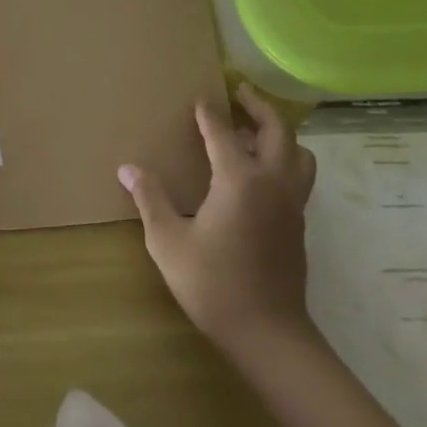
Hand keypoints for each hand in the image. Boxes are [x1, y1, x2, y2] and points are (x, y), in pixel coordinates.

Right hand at [119, 82, 317, 347]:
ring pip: (299, 154)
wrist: (267, 333)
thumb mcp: (168, 241)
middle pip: (277, 131)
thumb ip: (150, 199)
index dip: (209, 114)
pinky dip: (285, 159)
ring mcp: (292, 204)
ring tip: (255, 132)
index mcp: (239, 181)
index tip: (199, 99)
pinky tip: (260, 174)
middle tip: (240, 92)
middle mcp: (272, 183)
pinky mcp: (298, 224)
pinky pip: (299, 176)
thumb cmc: (213, 284)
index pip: (223, 133)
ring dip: (280, 134)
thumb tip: (127, 168)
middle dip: (259, 107)